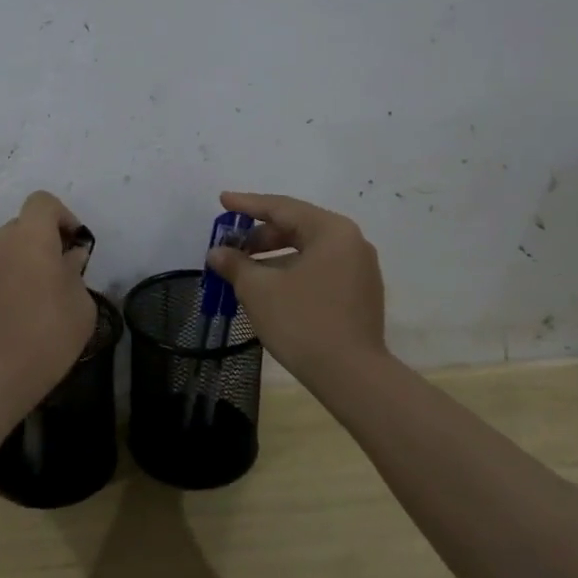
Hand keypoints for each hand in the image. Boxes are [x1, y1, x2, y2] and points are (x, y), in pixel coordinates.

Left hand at [0, 190, 96, 405]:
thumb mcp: (81, 304)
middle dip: (43, 241)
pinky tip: (17, 313)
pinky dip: (6, 280)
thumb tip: (68, 259)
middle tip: (60, 273)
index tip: (74, 244)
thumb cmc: (47, 335)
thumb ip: (75, 272)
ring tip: (39, 296)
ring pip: (6, 249)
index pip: (42, 202)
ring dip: (23, 261)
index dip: (62, 216)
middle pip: (23, 225)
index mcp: (29, 236)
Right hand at [205, 191, 387, 387]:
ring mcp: (360, 270)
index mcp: (331, 230)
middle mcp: (351, 242)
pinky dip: (293, 272)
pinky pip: (320, 270)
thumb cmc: (303, 322)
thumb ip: (235, 264)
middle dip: (261, 236)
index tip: (223, 200)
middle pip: (298, 227)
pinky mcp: (360, 295)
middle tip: (231, 245)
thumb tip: (217, 253)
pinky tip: (271, 288)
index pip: (282, 207)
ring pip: (309, 251)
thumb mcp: (259, 290)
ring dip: (274, 257)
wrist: (352, 377)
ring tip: (245, 270)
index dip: (247, 204)